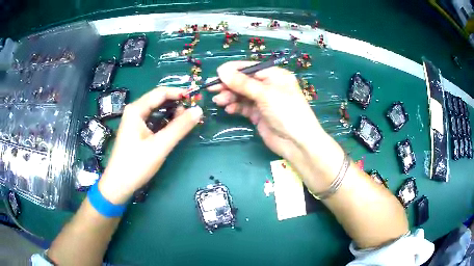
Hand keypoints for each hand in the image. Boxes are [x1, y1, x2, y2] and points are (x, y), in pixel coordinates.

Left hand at [99, 87, 202, 203]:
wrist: (118, 185)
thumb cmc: (136, 164)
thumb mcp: (160, 145)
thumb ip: (179, 127)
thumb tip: (198, 110)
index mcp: (136, 109)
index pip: (161, 92)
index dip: (179, 93)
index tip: (196, 99)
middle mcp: (134, 111)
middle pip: (158, 100)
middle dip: (176, 103)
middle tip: (193, 112)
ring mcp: (134, 121)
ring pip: (156, 110)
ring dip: (172, 113)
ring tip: (186, 121)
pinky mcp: (136, 131)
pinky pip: (153, 120)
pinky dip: (165, 122)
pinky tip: (174, 128)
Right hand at [209, 61, 344, 192]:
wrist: (297, 143)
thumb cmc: (286, 112)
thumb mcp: (265, 94)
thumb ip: (242, 83)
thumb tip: (222, 70)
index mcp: (274, 75)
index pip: (250, 68)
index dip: (233, 70)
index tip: (216, 74)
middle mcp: (269, 86)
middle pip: (244, 82)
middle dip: (228, 85)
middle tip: (211, 89)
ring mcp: (263, 101)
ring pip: (242, 95)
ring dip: (230, 97)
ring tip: (218, 101)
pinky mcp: (259, 115)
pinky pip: (244, 107)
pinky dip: (235, 107)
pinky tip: (229, 110)